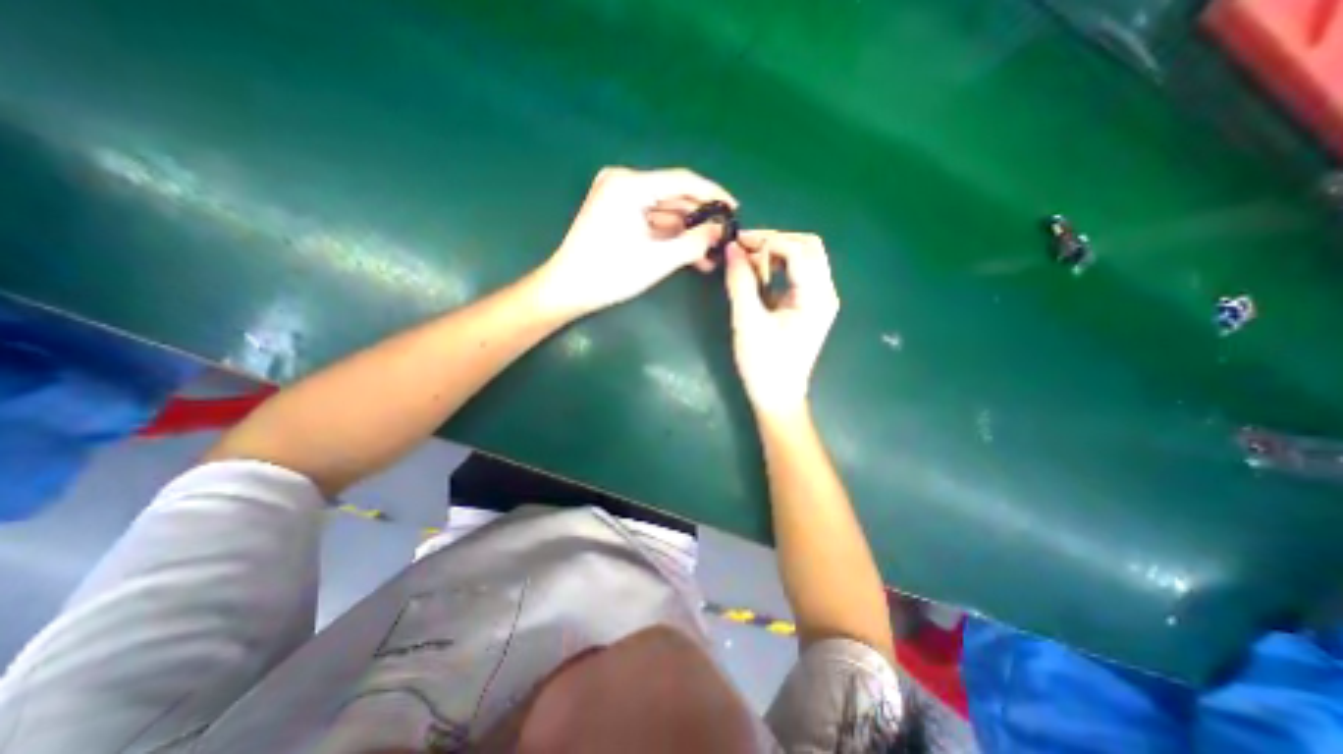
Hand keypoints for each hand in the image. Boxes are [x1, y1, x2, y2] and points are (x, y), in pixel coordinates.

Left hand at [535, 164, 737, 318]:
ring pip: (664, 211)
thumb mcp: (658, 259)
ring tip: (710, 253)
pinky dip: (669, 236)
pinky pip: (651, 221)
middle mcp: (623, 183)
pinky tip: (689, 254)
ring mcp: (618, 197)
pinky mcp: (616, 213)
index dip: (713, 194)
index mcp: (629, 185)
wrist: (568, 289)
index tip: (734, 209)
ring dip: (686, 232)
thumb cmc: (610, 274)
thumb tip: (720, 231)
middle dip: (699, 220)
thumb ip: (694, 242)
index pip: (682, 181)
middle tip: (723, 238)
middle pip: (673, 196)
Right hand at [726, 229, 835, 416]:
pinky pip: (797, 273)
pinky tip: (758, 275)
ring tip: (747, 261)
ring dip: (775, 252)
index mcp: (816, 297)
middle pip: (808, 247)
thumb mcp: (747, 322)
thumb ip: (740, 282)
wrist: (777, 397)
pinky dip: (777, 267)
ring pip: (803, 257)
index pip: (797, 250)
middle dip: (774, 241)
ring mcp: (818, 299)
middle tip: (743, 249)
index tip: (736, 244)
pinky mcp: (808, 305)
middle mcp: (824, 293)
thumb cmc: (764, 364)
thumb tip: (731, 248)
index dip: (766, 241)